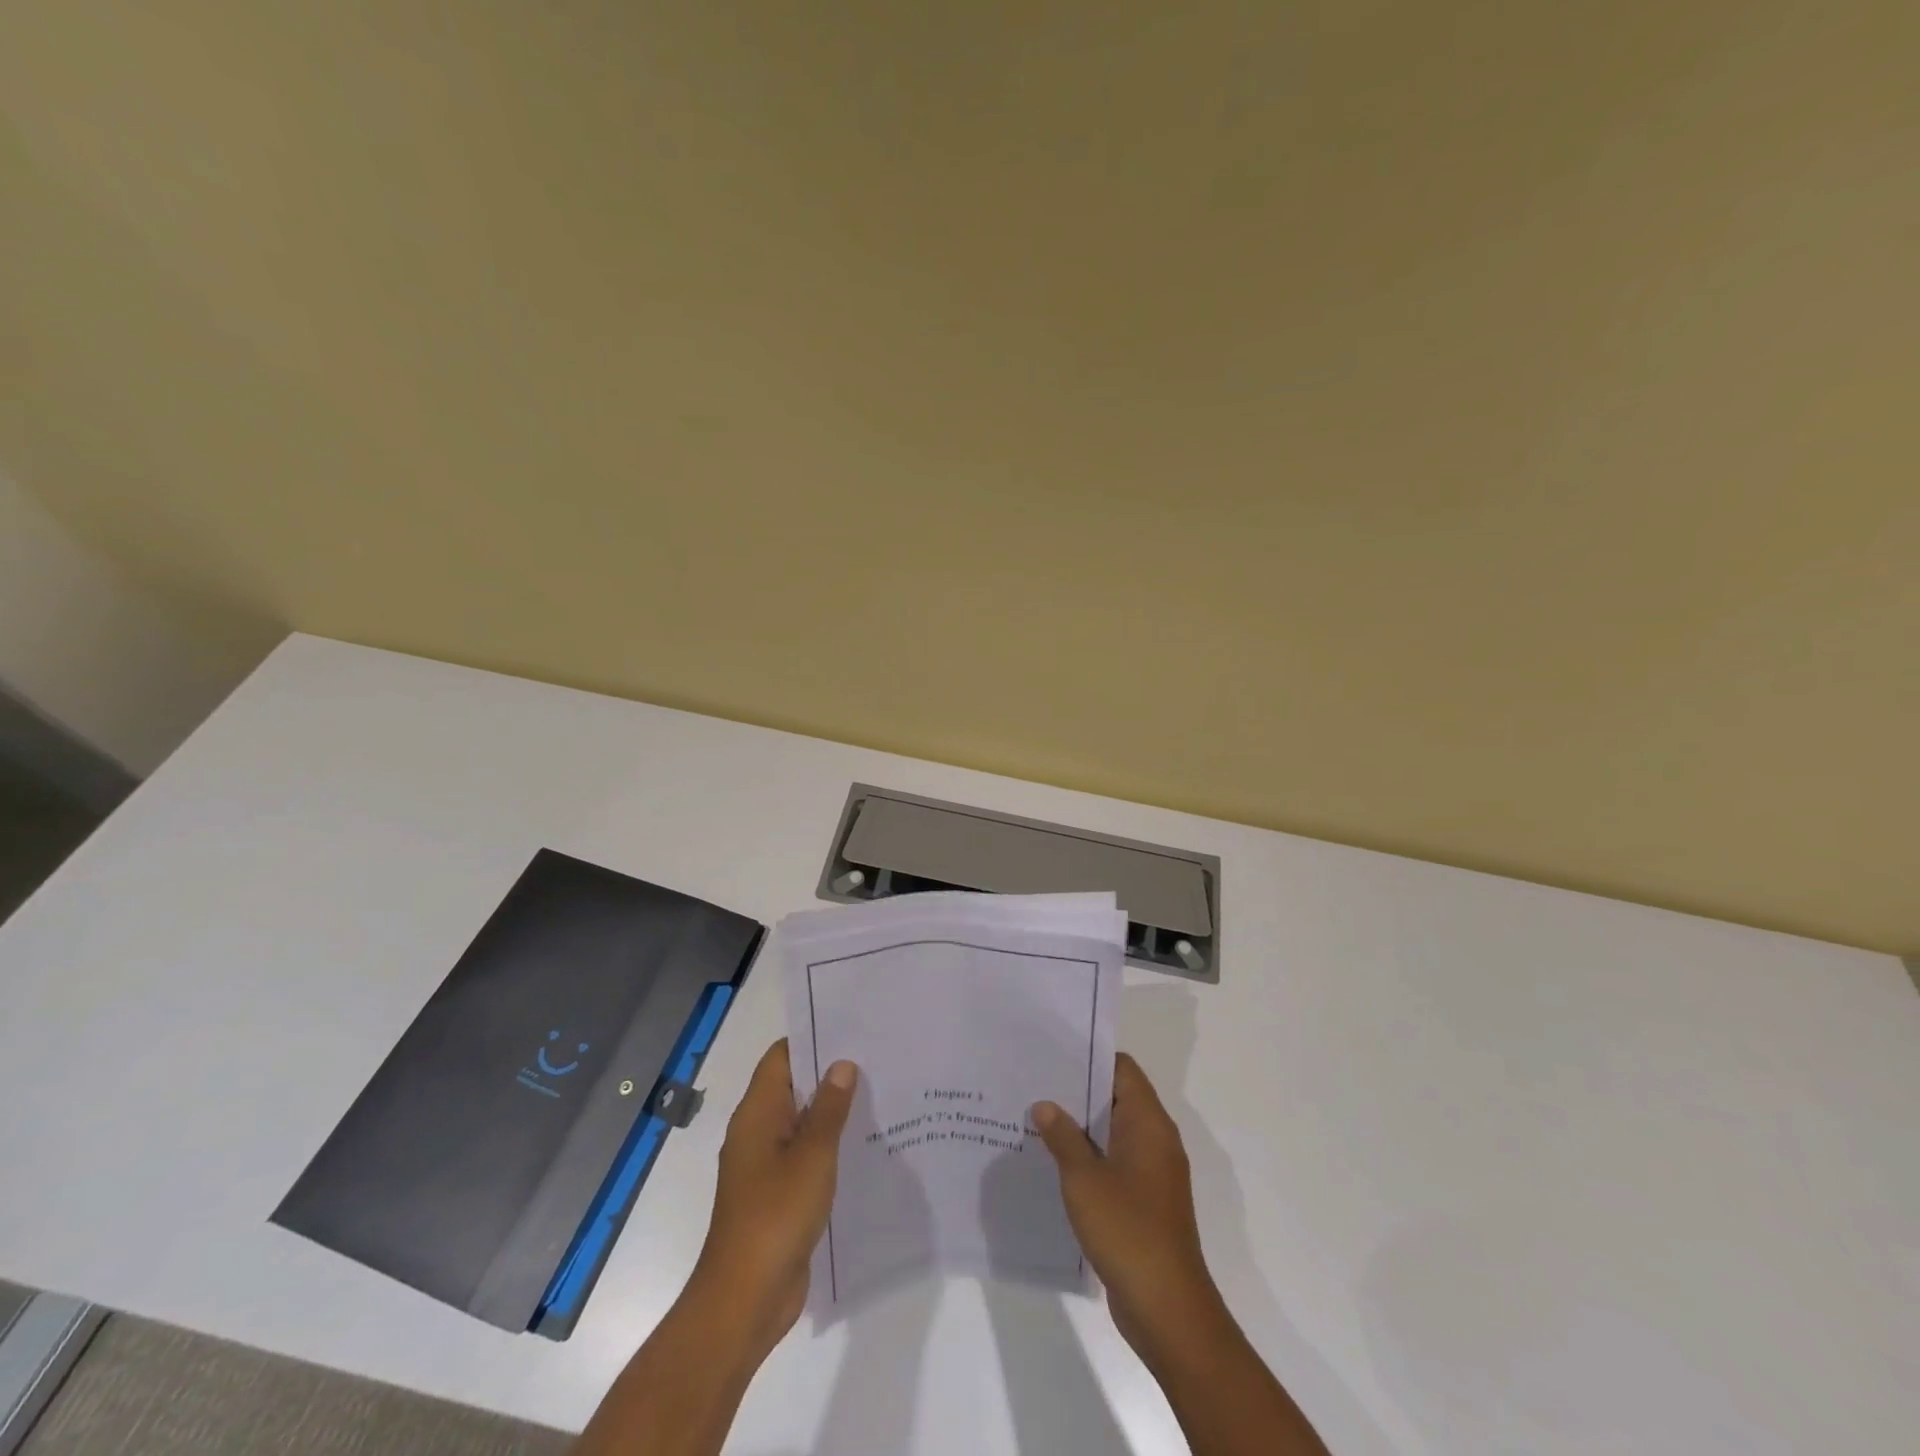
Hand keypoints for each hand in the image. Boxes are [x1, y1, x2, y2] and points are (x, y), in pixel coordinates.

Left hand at [690, 1038, 855, 1363]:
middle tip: (876, 1058)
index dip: (813, 1039)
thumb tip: (842, 1064)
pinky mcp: (777, 1194)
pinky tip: (864, 1145)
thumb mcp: (812, 1156)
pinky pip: (804, 1155)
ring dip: (832, 1111)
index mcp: (757, 1114)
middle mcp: (757, 1132)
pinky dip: (828, 1145)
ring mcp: (765, 1165)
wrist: (745, 1300)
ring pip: (801, 1122)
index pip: (781, 1057)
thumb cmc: (776, 1216)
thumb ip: (830, 1108)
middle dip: (829, 1074)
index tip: (851, 1029)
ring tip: (879, 1095)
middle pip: (793, 1086)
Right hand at [1033, 1053, 1227, 1366]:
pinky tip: (1055, 1163)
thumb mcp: (1083, 1179)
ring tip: (1036, 1118)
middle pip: (1117, 1097)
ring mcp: (1153, 1172)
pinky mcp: (1145, 1201)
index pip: (1122, 1069)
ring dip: (1081, 1127)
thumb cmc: (1127, 1230)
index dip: (1089, 1057)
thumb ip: (1063, 1136)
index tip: (1053, 1053)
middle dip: (1078, 1091)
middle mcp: (1156, 1140)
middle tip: (1035, 1083)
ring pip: (1113, 1132)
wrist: (1167, 1308)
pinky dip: (1090, 1156)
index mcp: (1148, 1123)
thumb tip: (1044, 1105)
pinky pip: (1115, 1162)